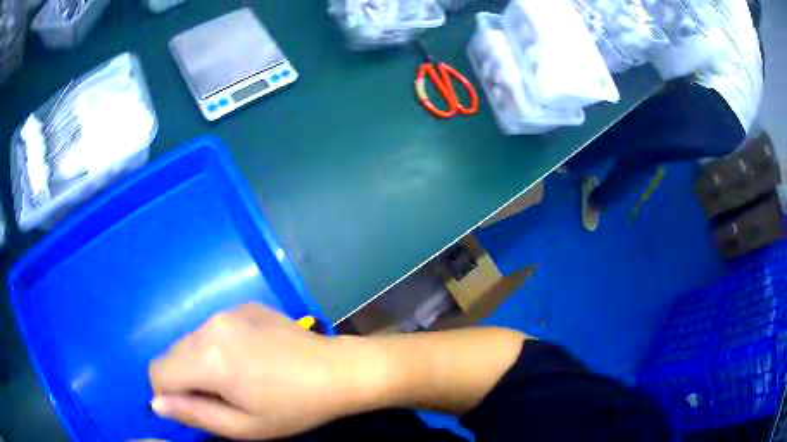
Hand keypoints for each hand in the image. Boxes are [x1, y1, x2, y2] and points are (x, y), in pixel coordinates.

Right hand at [148, 304, 373, 439]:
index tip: (198, 408)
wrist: (338, 370)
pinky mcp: (243, 305)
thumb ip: (194, 414)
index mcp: (207, 358)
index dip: (170, 396)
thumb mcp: (244, 426)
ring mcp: (228, 311)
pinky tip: (251, 357)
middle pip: (171, 355)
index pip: (158, 372)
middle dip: (185, 379)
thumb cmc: (294, 407)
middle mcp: (210, 326)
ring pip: (190, 341)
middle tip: (224, 397)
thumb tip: (156, 403)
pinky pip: (213, 329)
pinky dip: (219, 346)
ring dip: (201, 363)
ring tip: (239, 378)